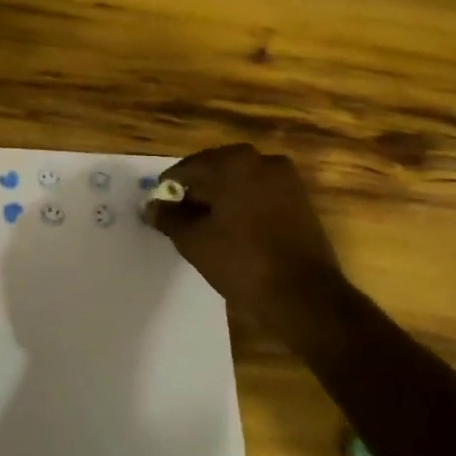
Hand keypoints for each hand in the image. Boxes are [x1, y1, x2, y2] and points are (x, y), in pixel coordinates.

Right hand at [146, 145, 345, 345]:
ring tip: (207, 227)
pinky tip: (234, 230)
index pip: (187, 169)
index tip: (159, 210)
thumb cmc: (242, 262)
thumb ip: (168, 218)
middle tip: (181, 219)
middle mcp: (261, 160)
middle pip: (215, 170)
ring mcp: (285, 179)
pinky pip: (260, 193)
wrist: (305, 295)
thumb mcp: (194, 242)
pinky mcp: (300, 199)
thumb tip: (150, 206)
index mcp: (233, 163)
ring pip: (240, 182)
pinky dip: (244, 205)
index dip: (169, 189)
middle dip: (197, 192)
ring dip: (221, 198)